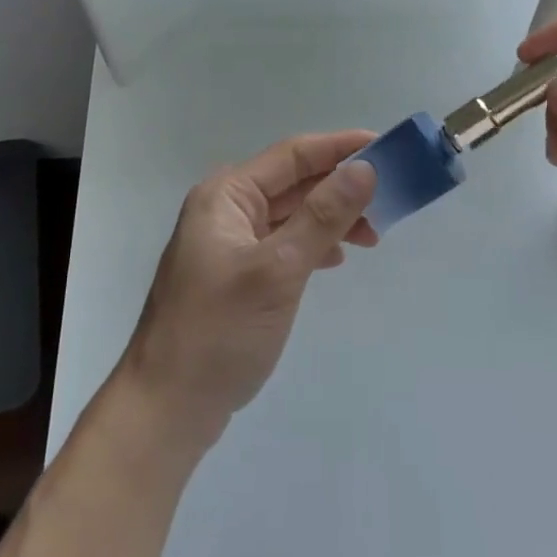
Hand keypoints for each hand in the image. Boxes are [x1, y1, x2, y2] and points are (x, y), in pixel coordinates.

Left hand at [118, 131, 378, 448]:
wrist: (166, 408)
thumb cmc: (219, 331)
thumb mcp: (278, 269)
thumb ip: (323, 216)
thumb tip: (365, 169)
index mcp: (227, 195)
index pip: (294, 155)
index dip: (341, 147)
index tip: (388, 148)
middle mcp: (225, 208)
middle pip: (294, 182)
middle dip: (341, 186)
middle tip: (389, 200)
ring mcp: (227, 243)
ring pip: (291, 214)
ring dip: (330, 218)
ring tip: (371, 236)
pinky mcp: (234, 274)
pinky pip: (282, 242)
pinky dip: (311, 244)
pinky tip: (334, 259)